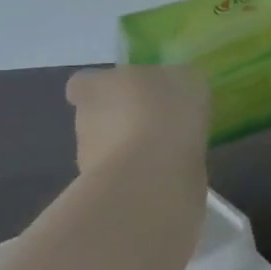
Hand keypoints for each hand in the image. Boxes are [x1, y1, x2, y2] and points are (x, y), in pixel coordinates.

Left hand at [65, 65, 210, 173]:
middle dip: (123, 119)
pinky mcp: (107, 192)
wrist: (154, 174)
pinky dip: (144, 174)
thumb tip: (176, 83)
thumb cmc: (165, 111)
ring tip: (168, 150)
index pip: (83, 83)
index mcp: (95, 87)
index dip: (103, 86)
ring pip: (110, 149)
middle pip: (98, 116)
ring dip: (133, 148)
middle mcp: (84, 121)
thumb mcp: (186, 78)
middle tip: (158, 120)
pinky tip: (170, 172)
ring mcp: (90, 160)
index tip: (126, 91)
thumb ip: (176, 78)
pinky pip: (127, 175)